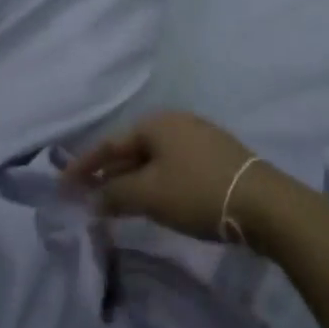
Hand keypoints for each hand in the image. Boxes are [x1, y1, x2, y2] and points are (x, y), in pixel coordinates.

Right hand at [63, 110, 286, 243]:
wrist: (265, 204)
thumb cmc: (198, 192)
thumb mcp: (150, 195)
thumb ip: (116, 194)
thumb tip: (93, 197)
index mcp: (156, 123)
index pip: (110, 143)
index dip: (84, 165)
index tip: (63, 184)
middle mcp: (176, 123)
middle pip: (132, 149)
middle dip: (108, 173)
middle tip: (85, 195)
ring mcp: (199, 138)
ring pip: (154, 159)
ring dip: (132, 180)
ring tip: (114, 202)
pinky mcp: (216, 159)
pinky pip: (173, 167)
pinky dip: (155, 183)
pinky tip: (153, 200)